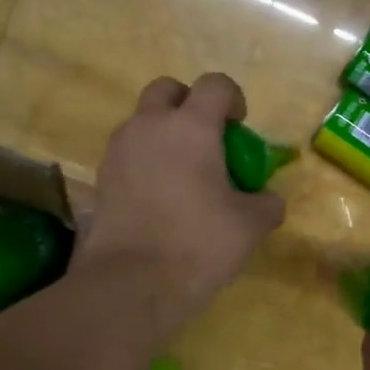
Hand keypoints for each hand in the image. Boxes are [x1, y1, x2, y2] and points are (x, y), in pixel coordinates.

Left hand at [71, 74, 284, 328]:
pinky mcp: (101, 178)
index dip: (232, 98)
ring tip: (183, 173)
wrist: (130, 284)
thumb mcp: (250, 226)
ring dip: (164, 133)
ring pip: (142, 122)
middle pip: (167, 90)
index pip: (214, 84)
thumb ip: (266, 204)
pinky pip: (128, 154)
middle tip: (206, 139)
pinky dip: (145, 162)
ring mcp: (119, 151)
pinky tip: (160, 197)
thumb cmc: (197, 244)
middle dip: (188, 103)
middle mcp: (149, 126)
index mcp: (190, 126)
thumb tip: (268, 200)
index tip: (239, 126)